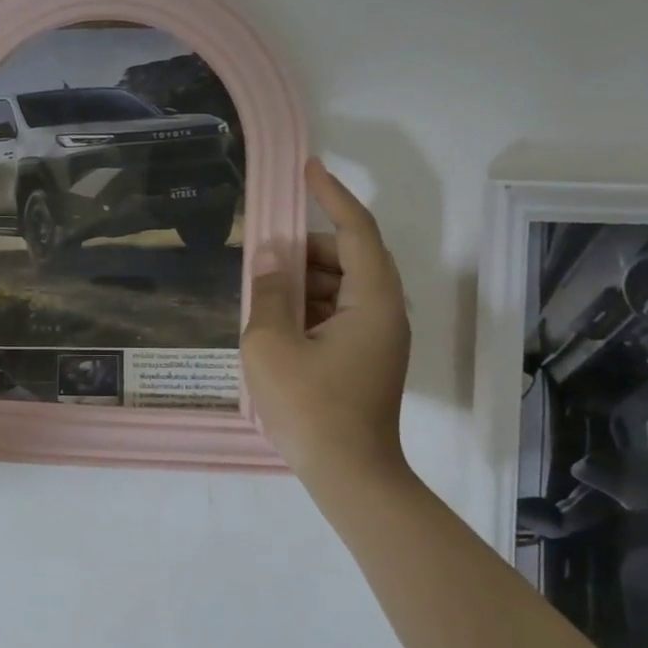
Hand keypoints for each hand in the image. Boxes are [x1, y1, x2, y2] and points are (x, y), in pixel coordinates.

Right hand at [242, 159, 412, 486]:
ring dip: (304, 279)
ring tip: (263, 289)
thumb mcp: (272, 345)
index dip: (332, 196)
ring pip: (342, 287)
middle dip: (306, 248)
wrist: (349, 477)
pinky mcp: (365, 358)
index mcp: (373, 302)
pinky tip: (276, 321)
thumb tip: (270, 255)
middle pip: (350, 258)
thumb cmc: (310, 409)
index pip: (357, 231)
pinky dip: (309, 306)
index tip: (307, 169)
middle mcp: (384, 313)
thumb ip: (269, 292)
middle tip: (264, 253)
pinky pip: (338, 313)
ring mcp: (378, 338)